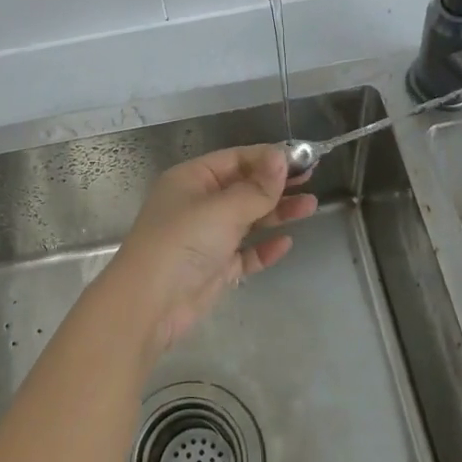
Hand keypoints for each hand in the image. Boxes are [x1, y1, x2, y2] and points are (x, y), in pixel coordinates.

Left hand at [104, 145, 317, 354]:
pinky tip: (286, 243)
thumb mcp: (222, 209)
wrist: (149, 304)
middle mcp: (199, 203)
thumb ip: (256, 188)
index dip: (268, 157)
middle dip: (276, 183)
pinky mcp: (215, 268)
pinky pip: (245, 252)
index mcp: (193, 179)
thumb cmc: (182, 242)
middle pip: (243, 187)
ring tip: (310, 206)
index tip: (302, 158)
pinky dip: (264, 247)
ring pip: (248, 218)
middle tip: (312, 177)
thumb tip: (281, 157)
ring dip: (277, 212)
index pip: (236, 158)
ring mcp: (207, 237)